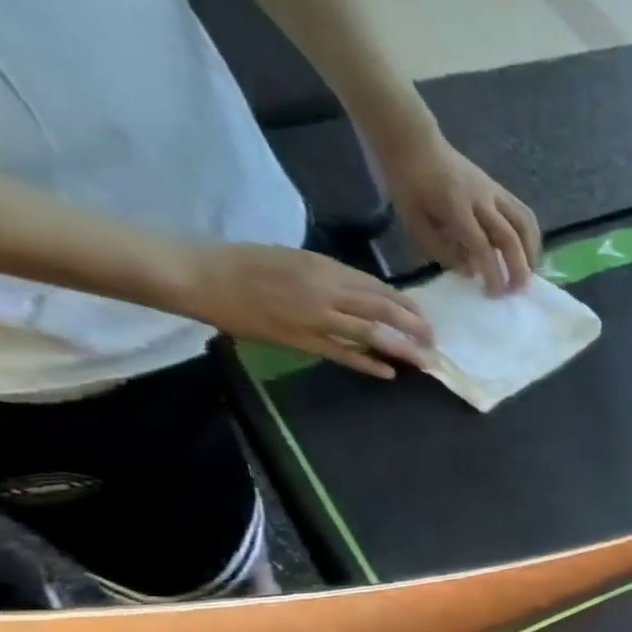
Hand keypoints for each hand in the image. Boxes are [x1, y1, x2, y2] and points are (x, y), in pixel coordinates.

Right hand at [169, 243, 432, 378]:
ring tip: (424, 359)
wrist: (197, 274)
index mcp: (323, 267)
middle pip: (383, 311)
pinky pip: (343, 355)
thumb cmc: (244, 263)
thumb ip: (331, 276)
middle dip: (414, 327)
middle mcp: (324, 290)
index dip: (407, 305)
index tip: (423, 317)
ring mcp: (314, 316)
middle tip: (434, 340)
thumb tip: (368, 295)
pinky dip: (369, 364)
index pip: (378, 288)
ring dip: (402, 348)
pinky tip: (389, 372)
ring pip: (371, 334)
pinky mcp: (300, 339)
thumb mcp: (294, 259)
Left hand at [375, 128, 539, 294]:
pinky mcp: (500, 190)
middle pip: (511, 238)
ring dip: (532, 254)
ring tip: (528, 274)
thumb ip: (440, 249)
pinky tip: (528, 253)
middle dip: (518, 269)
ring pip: (525, 226)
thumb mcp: (411, 219)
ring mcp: (494, 192)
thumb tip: (470, 272)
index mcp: (454, 205)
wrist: (412, 140)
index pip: (482, 246)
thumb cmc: (407, 182)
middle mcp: (481, 199)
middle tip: (516, 292)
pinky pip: (525, 216)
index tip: (493, 294)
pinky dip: (532, 238)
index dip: (492, 273)